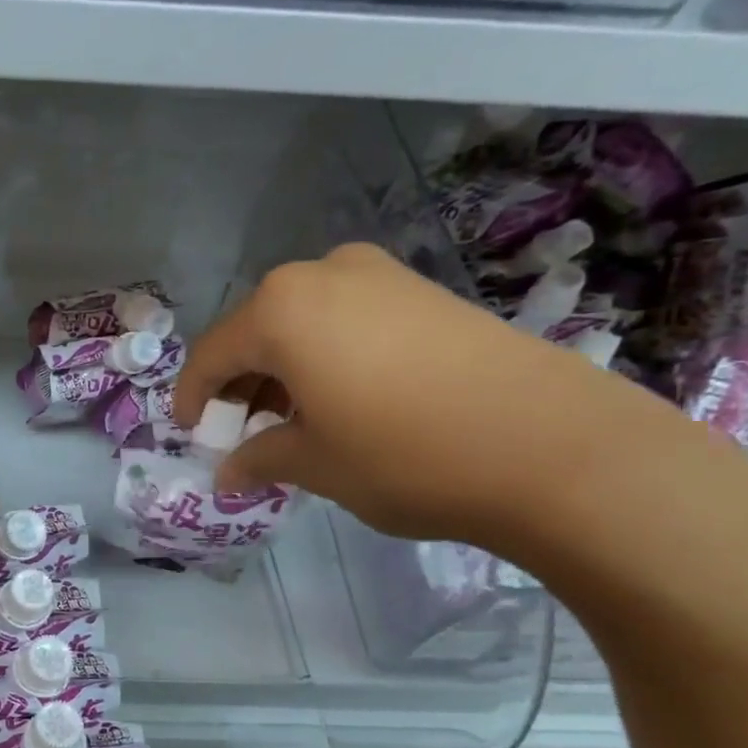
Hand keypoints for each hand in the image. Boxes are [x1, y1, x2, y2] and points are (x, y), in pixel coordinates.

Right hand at [174, 244, 736, 550]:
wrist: (556, 447)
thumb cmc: (406, 455)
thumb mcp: (315, 464)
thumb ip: (259, 458)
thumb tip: (228, 472)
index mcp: (280, 309)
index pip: (212, 354)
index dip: (193, 399)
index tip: (191, 434)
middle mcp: (323, 274)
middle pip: (256, 332)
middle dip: (240, 384)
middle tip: (240, 434)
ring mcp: (381, 276)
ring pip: (302, 324)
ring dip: (282, 371)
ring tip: (289, 423)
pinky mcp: (424, 292)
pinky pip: (346, 320)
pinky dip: (325, 358)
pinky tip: (338, 401)